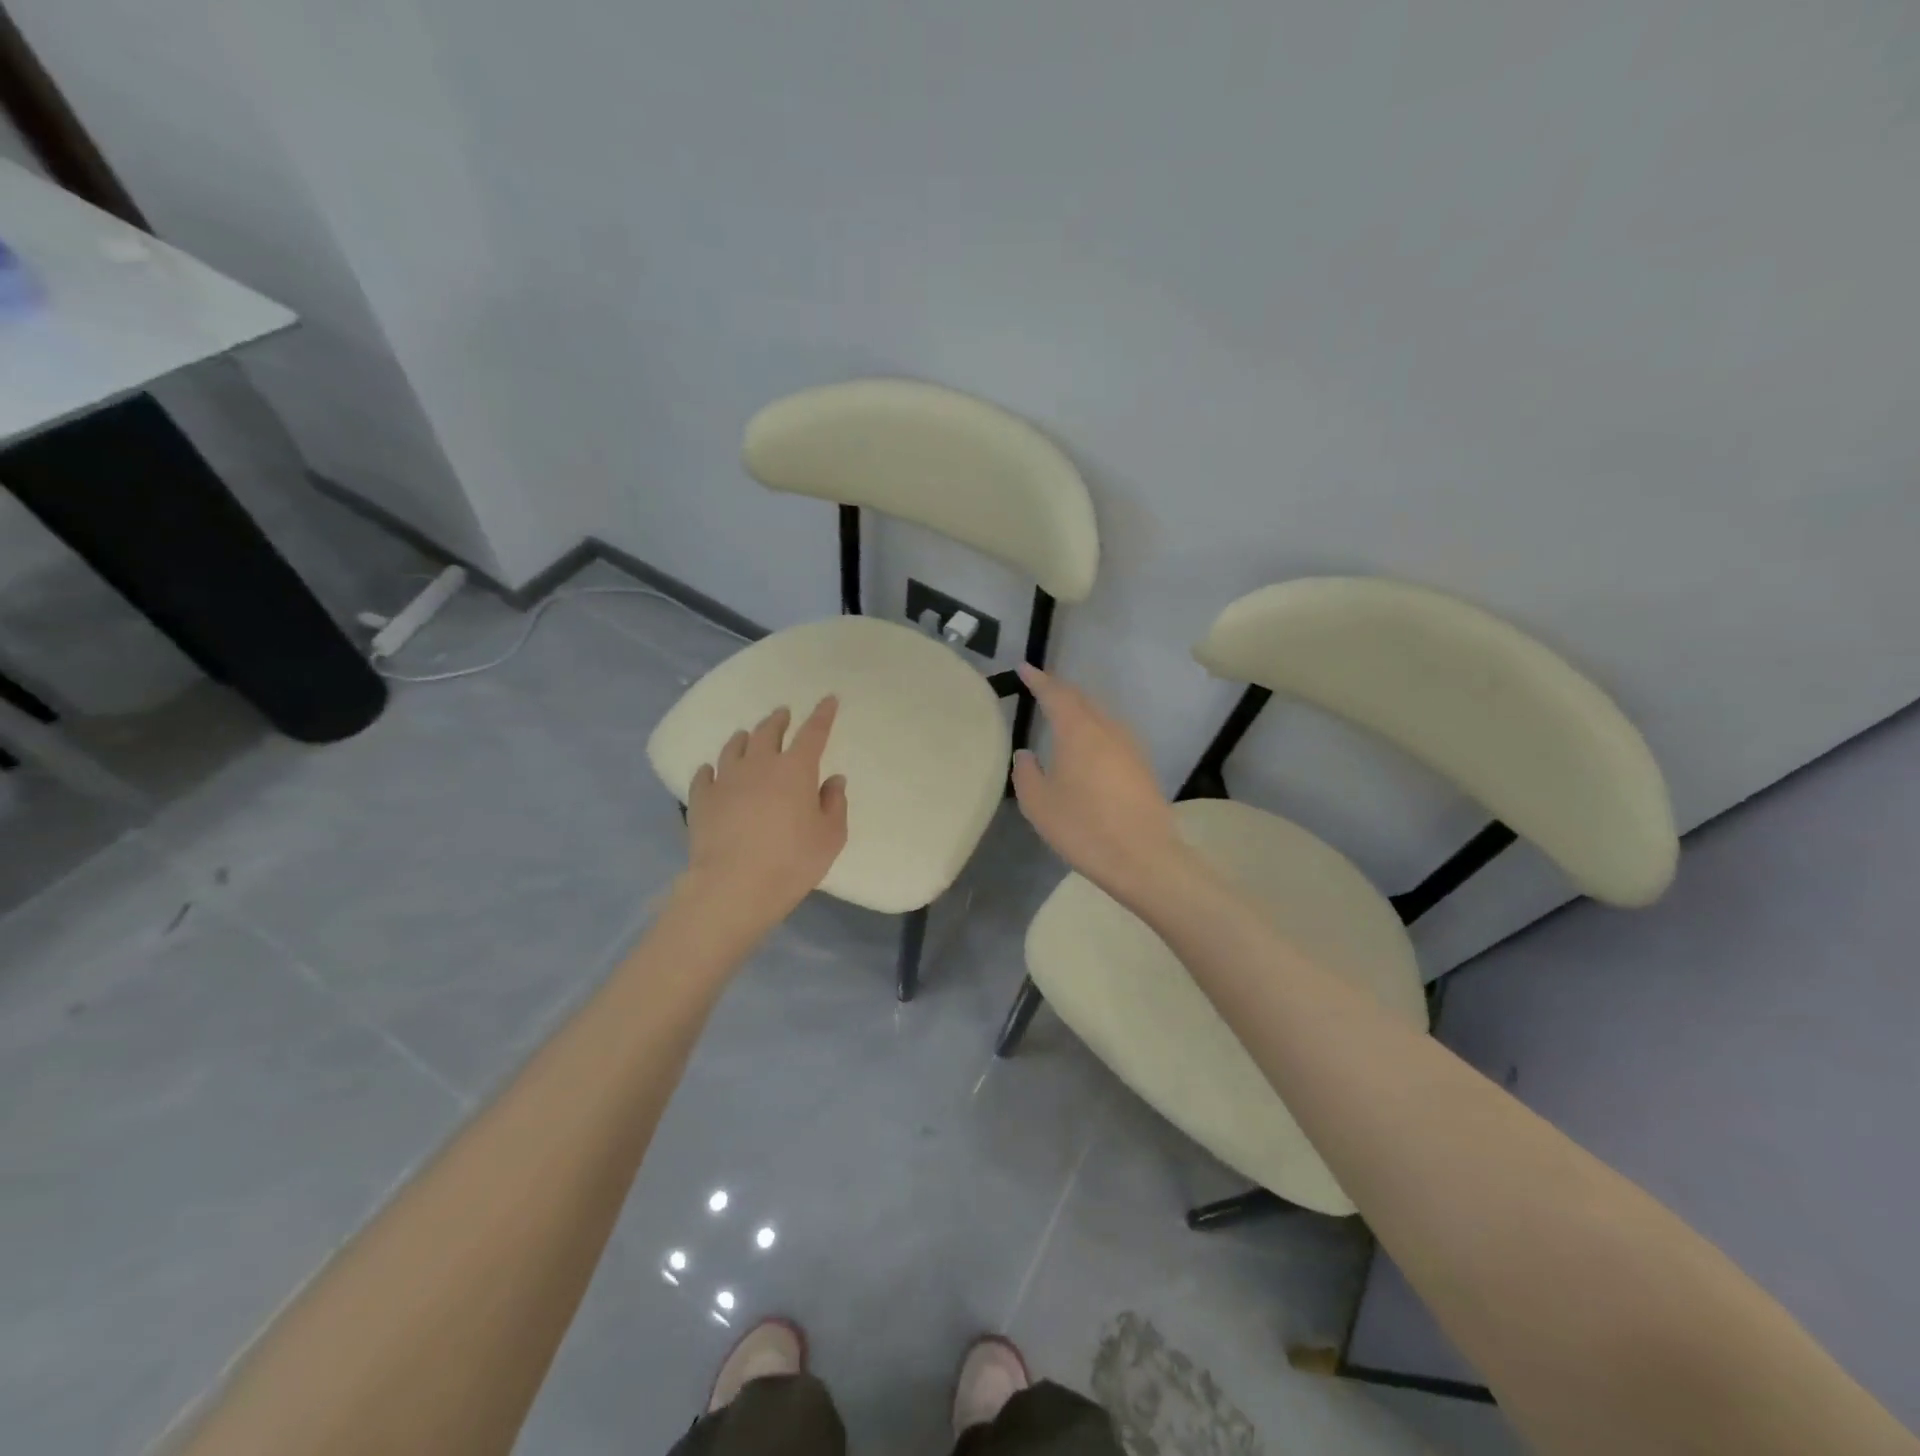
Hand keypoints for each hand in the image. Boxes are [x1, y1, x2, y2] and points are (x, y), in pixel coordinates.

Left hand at [685, 698, 848, 924]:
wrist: (734, 886)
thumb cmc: (792, 861)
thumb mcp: (830, 837)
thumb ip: (834, 804)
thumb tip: (832, 780)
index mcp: (796, 769)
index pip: (813, 732)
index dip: (823, 714)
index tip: (829, 699)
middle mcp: (759, 765)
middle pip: (768, 732)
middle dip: (779, 720)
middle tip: (783, 715)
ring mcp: (726, 779)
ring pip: (734, 747)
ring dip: (745, 738)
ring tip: (748, 736)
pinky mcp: (701, 799)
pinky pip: (705, 774)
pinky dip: (712, 769)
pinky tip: (711, 771)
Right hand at [1010, 665, 1184, 898]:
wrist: (1143, 858)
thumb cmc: (1083, 828)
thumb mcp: (1039, 804)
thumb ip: (1026, 773)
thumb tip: (1025, 753)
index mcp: (1078, 731)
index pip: (1055, 694)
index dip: (1038, 679)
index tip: (1024, 667)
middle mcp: (1107, 729)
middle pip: (1081, 699)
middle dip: (1059, 690)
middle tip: (1040, 687)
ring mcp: (1129, 746)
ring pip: (1100, 715)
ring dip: (1079, 709)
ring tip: (1061, 713)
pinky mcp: (1141, 765)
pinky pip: (1111, 733)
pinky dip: (1093, 728)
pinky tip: (1087, 745)